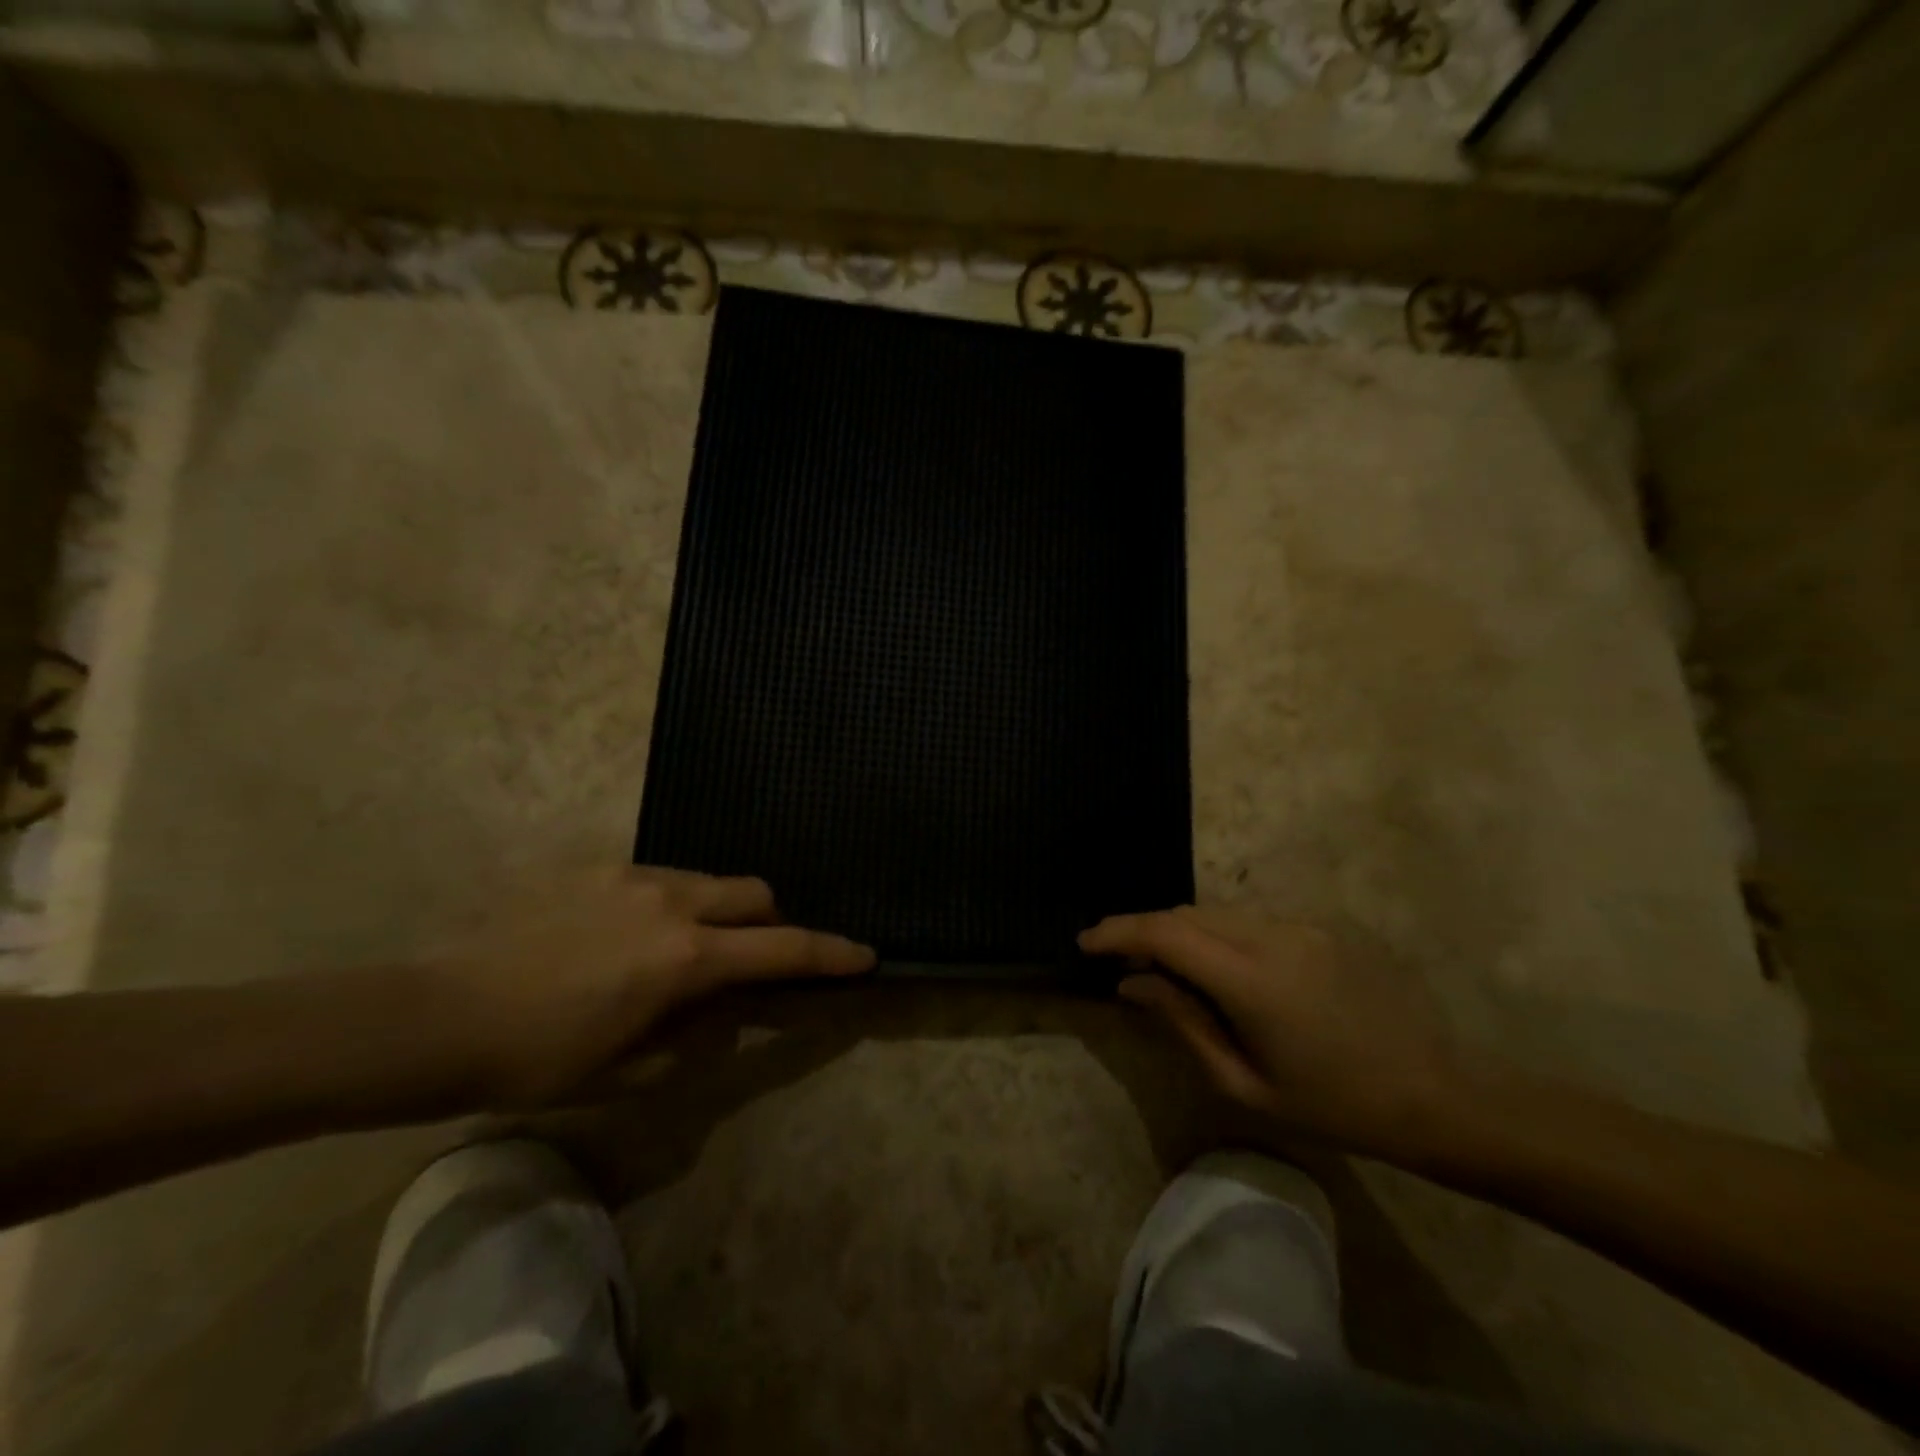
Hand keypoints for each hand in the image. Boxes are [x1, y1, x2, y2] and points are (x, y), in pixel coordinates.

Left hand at [434, 867, 874, 1108]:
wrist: (432, 1016)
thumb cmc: (535, 1060)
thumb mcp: (626, 1071)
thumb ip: (693, 1040)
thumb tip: (725, 1018)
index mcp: (685, 957)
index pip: (782, 949)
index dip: (829, 954)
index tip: (863, 956)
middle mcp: (671, 902)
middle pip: (755, 892)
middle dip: (772, 921)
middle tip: (752, 961)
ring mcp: (632, 877)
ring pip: (708, 881)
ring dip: (719, 911)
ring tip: (680, 953)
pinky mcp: (594, 869)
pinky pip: (659, 878)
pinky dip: (672, 904)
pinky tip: (626, 937)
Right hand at [1081, 906, 1461, 1158]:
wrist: (1437, 1095)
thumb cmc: (1335, 1107)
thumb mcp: (1245, 1084)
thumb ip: (1182, 1023)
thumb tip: (1130, 984)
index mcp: (1252, 980)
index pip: (1165, 933)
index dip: (1118, 931)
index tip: (1085, 942)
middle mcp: (1273, 935)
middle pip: (1187, 914)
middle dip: (1145, 931)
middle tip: (1121, 962)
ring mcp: (1301, 924)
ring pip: (1218, 913)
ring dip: (1183, 933)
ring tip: (1169, 970)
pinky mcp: (1321, 926)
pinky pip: (1252, 921)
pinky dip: (1220, 936)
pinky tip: (1226, 972)